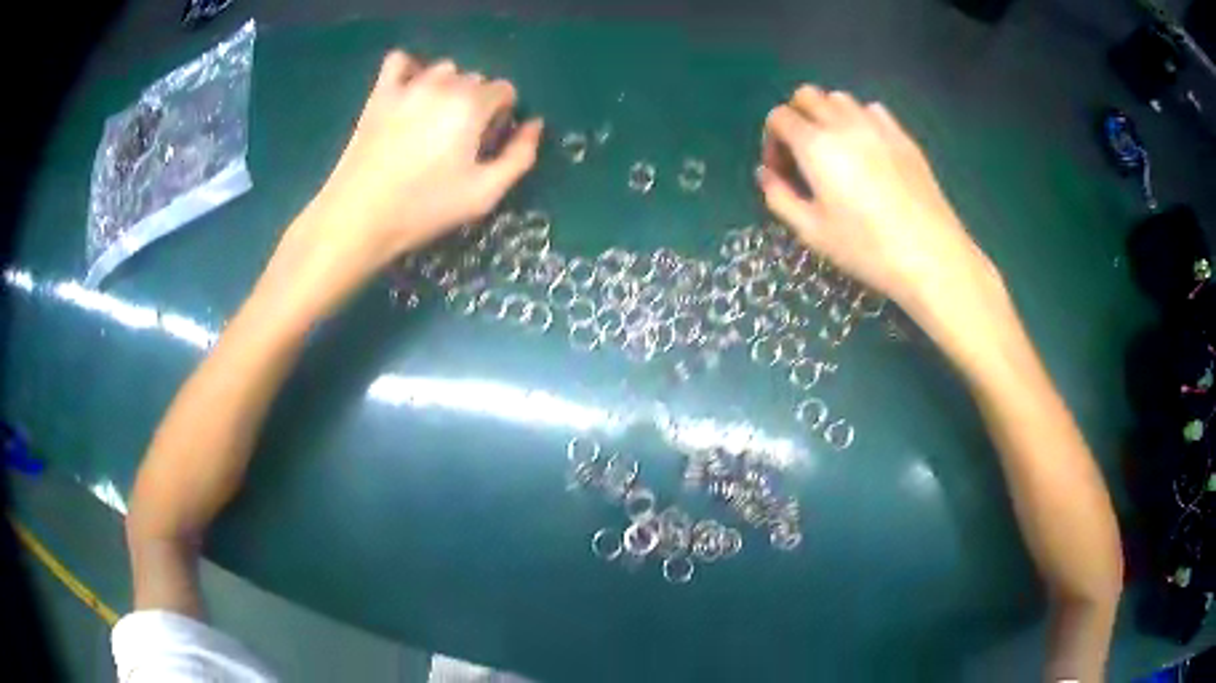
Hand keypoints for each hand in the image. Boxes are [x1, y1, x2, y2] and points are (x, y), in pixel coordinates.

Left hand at [264, 52, 542, 320]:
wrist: (359, 215)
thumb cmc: (425, 207)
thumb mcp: (485, 193)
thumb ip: (520, 155)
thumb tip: (534, 125)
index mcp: (472, 104)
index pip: (504, 90)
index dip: (502, 116)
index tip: (486, 144)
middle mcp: (444, 84)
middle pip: (475, 79)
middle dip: (475, 103)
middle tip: (458, 141)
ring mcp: (408, 85)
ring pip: (443, 70)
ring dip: (447, 88)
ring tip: (433, 122)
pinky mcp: (380, 93)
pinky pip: (399, 61)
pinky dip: (409, 70)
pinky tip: (409, 92)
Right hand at [757, 86, 1004, 338]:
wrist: (929, 254)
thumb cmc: (866, 248)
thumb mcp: (812, 232)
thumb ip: (780, 197)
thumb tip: (766, 174)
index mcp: (815, 145)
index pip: (779, 117)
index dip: (772, 140)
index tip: (781, 170)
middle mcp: (843, 124)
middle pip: (807, 95)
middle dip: (796, 117)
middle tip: (803, 154)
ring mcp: (877, 126)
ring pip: (839, 98)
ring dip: (827, 115)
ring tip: (836, 151)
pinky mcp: (903, 136)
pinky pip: (872, 110)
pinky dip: (860, 120)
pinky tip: (867, 150)